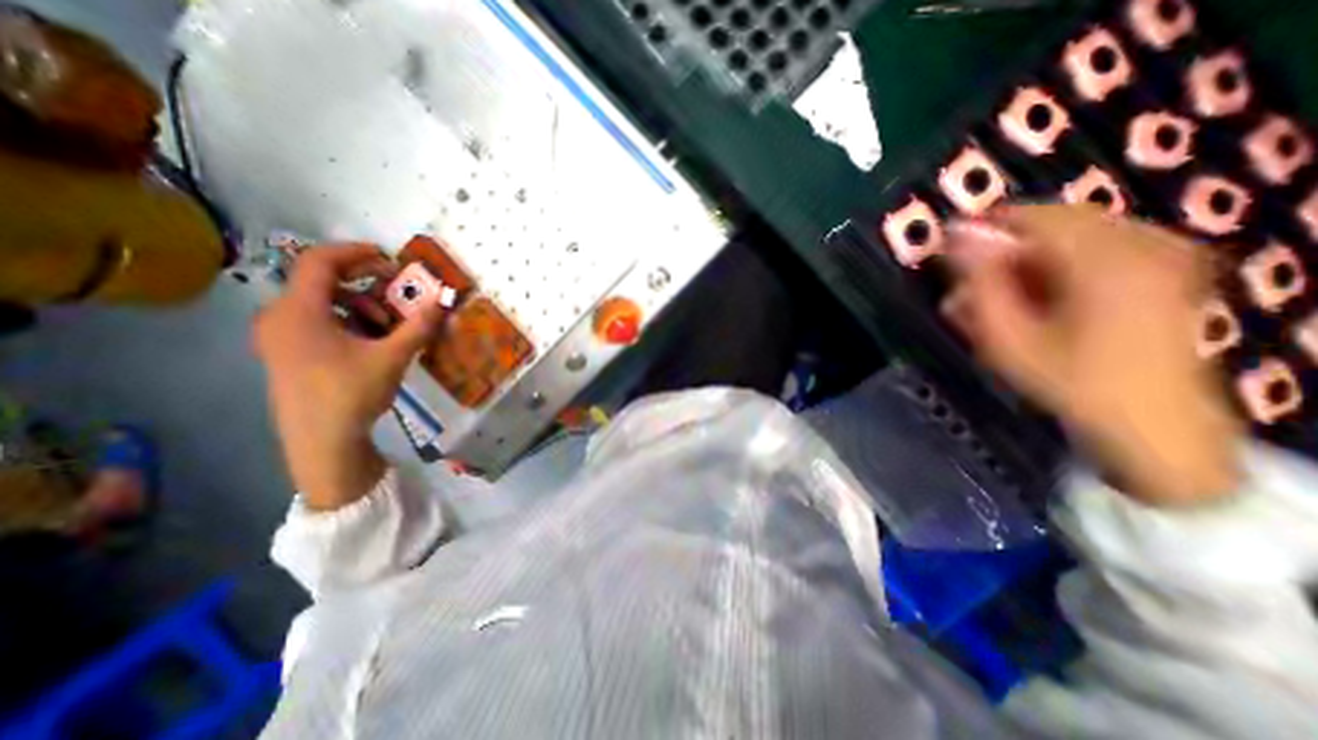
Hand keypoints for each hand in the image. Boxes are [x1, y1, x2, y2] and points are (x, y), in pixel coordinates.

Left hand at [254, 242, 445, 508]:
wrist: (321, 443)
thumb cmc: (351, 394)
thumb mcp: (392, 357)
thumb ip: (420, 326)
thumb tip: (445, 300)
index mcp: (299, 311)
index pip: (320, 261)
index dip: (356, 252)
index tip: (390, 260)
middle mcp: (280, 317)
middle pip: (322, 282)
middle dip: (366, 286)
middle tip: (398, 297)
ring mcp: (279, 337)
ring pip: (322, 304)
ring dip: (360, 307)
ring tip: (390, 328)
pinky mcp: (286, 353)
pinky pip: (317, 322)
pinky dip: (348, 322)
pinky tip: (371, 344)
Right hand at [943, 206, 1241, 504]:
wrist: (1149, 423)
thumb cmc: (1068, 382)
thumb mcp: (1007, 338)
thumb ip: (979, 284)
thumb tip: (956, 238)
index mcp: (1105, 260)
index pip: (1033, 217)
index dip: (985, 226)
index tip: (948, 246)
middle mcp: (1142, 243)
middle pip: (1055, 220)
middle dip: (1006, 243)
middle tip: (971, 275)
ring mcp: (1162, 252)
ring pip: (1074, 233)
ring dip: (1028, 254)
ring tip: (997, 290)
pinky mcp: (1165, 267)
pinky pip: (1097, 245)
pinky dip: (1057, 261)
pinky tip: (1037, 291)